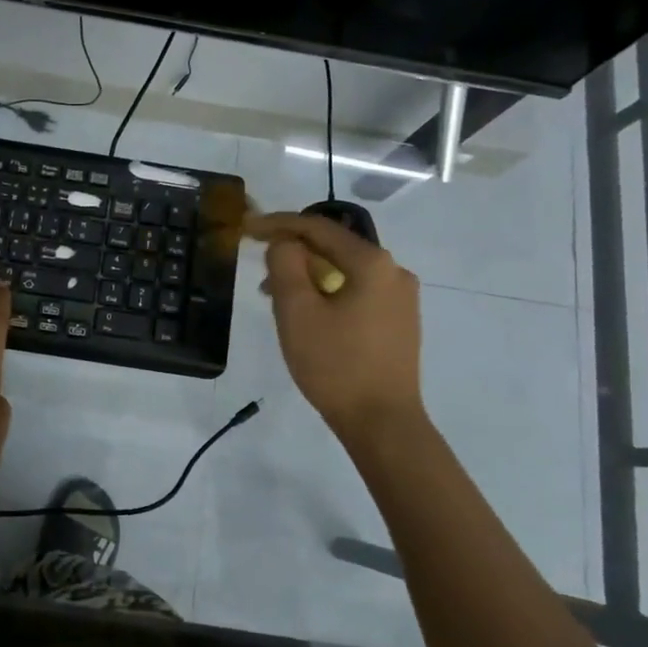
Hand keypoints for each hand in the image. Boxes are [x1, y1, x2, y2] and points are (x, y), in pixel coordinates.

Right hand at [248, 212, 425, 442]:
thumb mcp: (297, 311)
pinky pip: (356, 291)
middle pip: (333, 247)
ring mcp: (401, 297)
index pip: (317, 227)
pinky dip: (328, 292)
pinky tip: (307, 313)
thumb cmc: (335, 364)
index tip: (246, 229)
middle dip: (292, 252)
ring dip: (308, 275)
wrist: (382, 422)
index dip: (277, 224)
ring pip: (344, 271)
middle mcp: (394, 271)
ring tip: (276, 296)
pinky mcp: (399, 321)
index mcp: (372, 262)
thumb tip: (284, 243)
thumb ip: (285, 265)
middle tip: (259, 267)